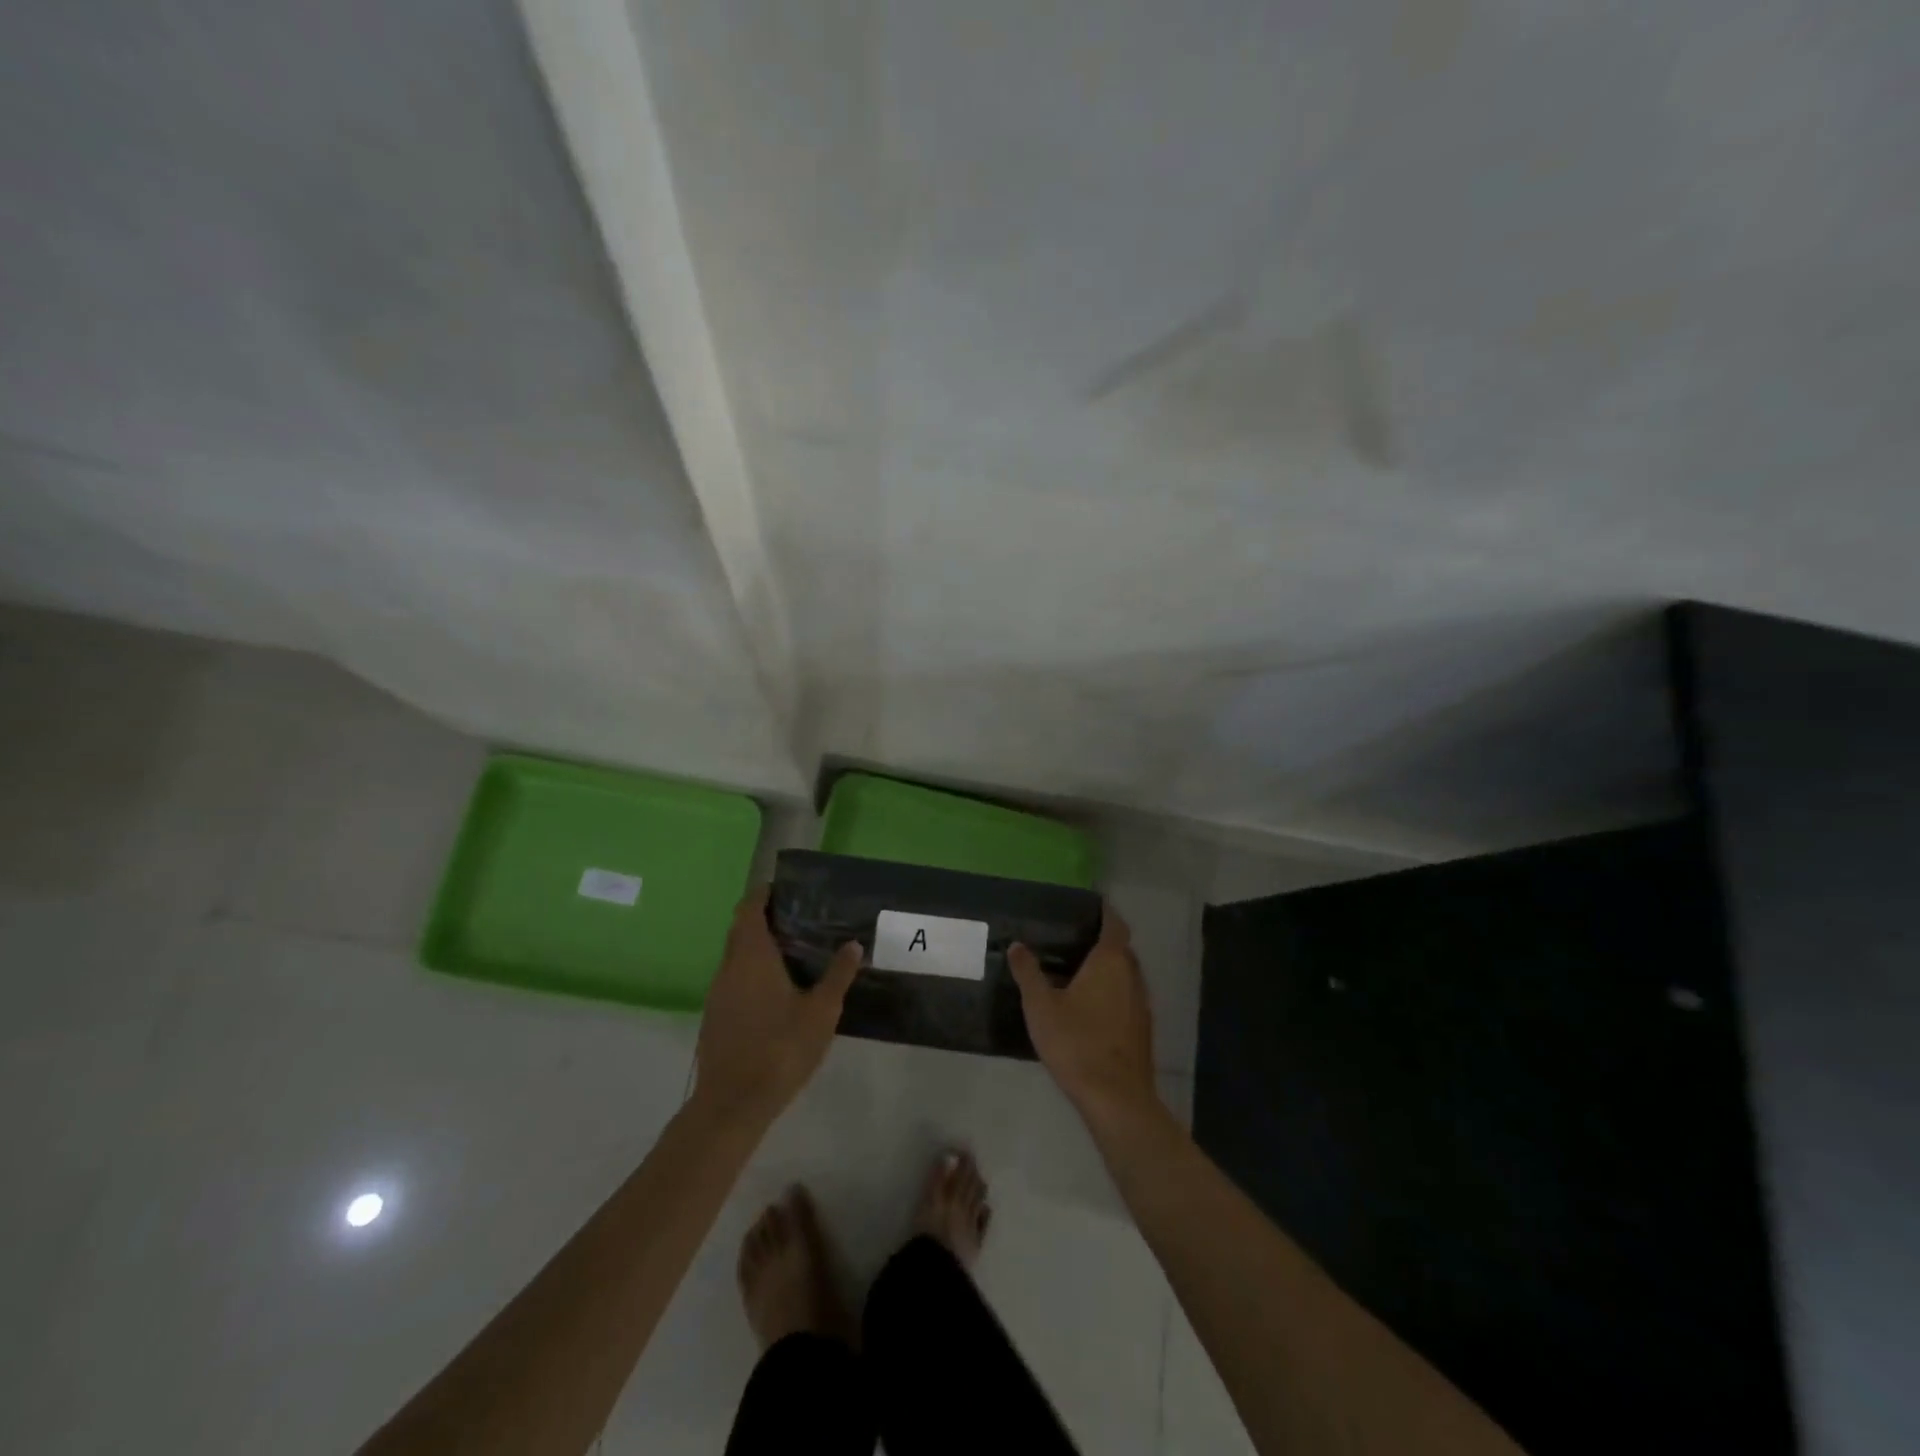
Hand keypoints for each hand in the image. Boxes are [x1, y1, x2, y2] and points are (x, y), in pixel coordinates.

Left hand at [692, 888, 860, 1126]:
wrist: (733, 1104)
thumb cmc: (780, 1049)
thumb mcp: (821, 1012)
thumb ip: (837, 975)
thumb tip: (853, 945)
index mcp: (751, 956)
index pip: (749, 909)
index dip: (763, 894)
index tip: (786, 889)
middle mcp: (729, 967)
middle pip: (741, 930)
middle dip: (766, 919)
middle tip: (800, 918)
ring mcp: (718, 993)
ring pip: (737, 957)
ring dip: (759, 947)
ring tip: (795, 951)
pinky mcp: (716, 1016)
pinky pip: (734, 979)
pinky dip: (753, 972)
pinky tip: (778, 990)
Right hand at [1009, 903, 1160, 1130]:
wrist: (1116, 1098)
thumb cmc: (1076, 1043)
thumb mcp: (1041, 1007)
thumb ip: (1029, 973)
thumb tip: (1016, 945)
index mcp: (1110, 961)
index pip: (1114, 924)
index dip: (1105, 912)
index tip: (1091, 904)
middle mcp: (1132, 975)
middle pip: (1121, 948)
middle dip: (1103, 940)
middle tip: (1075, 937)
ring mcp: (1141, 1003)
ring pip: (1126, 974)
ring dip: (1108, 968)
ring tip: (1079, 970)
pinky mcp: (1142, 1029)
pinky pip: (1127, 996)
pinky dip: (1112, 991)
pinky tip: (1091, 1006)